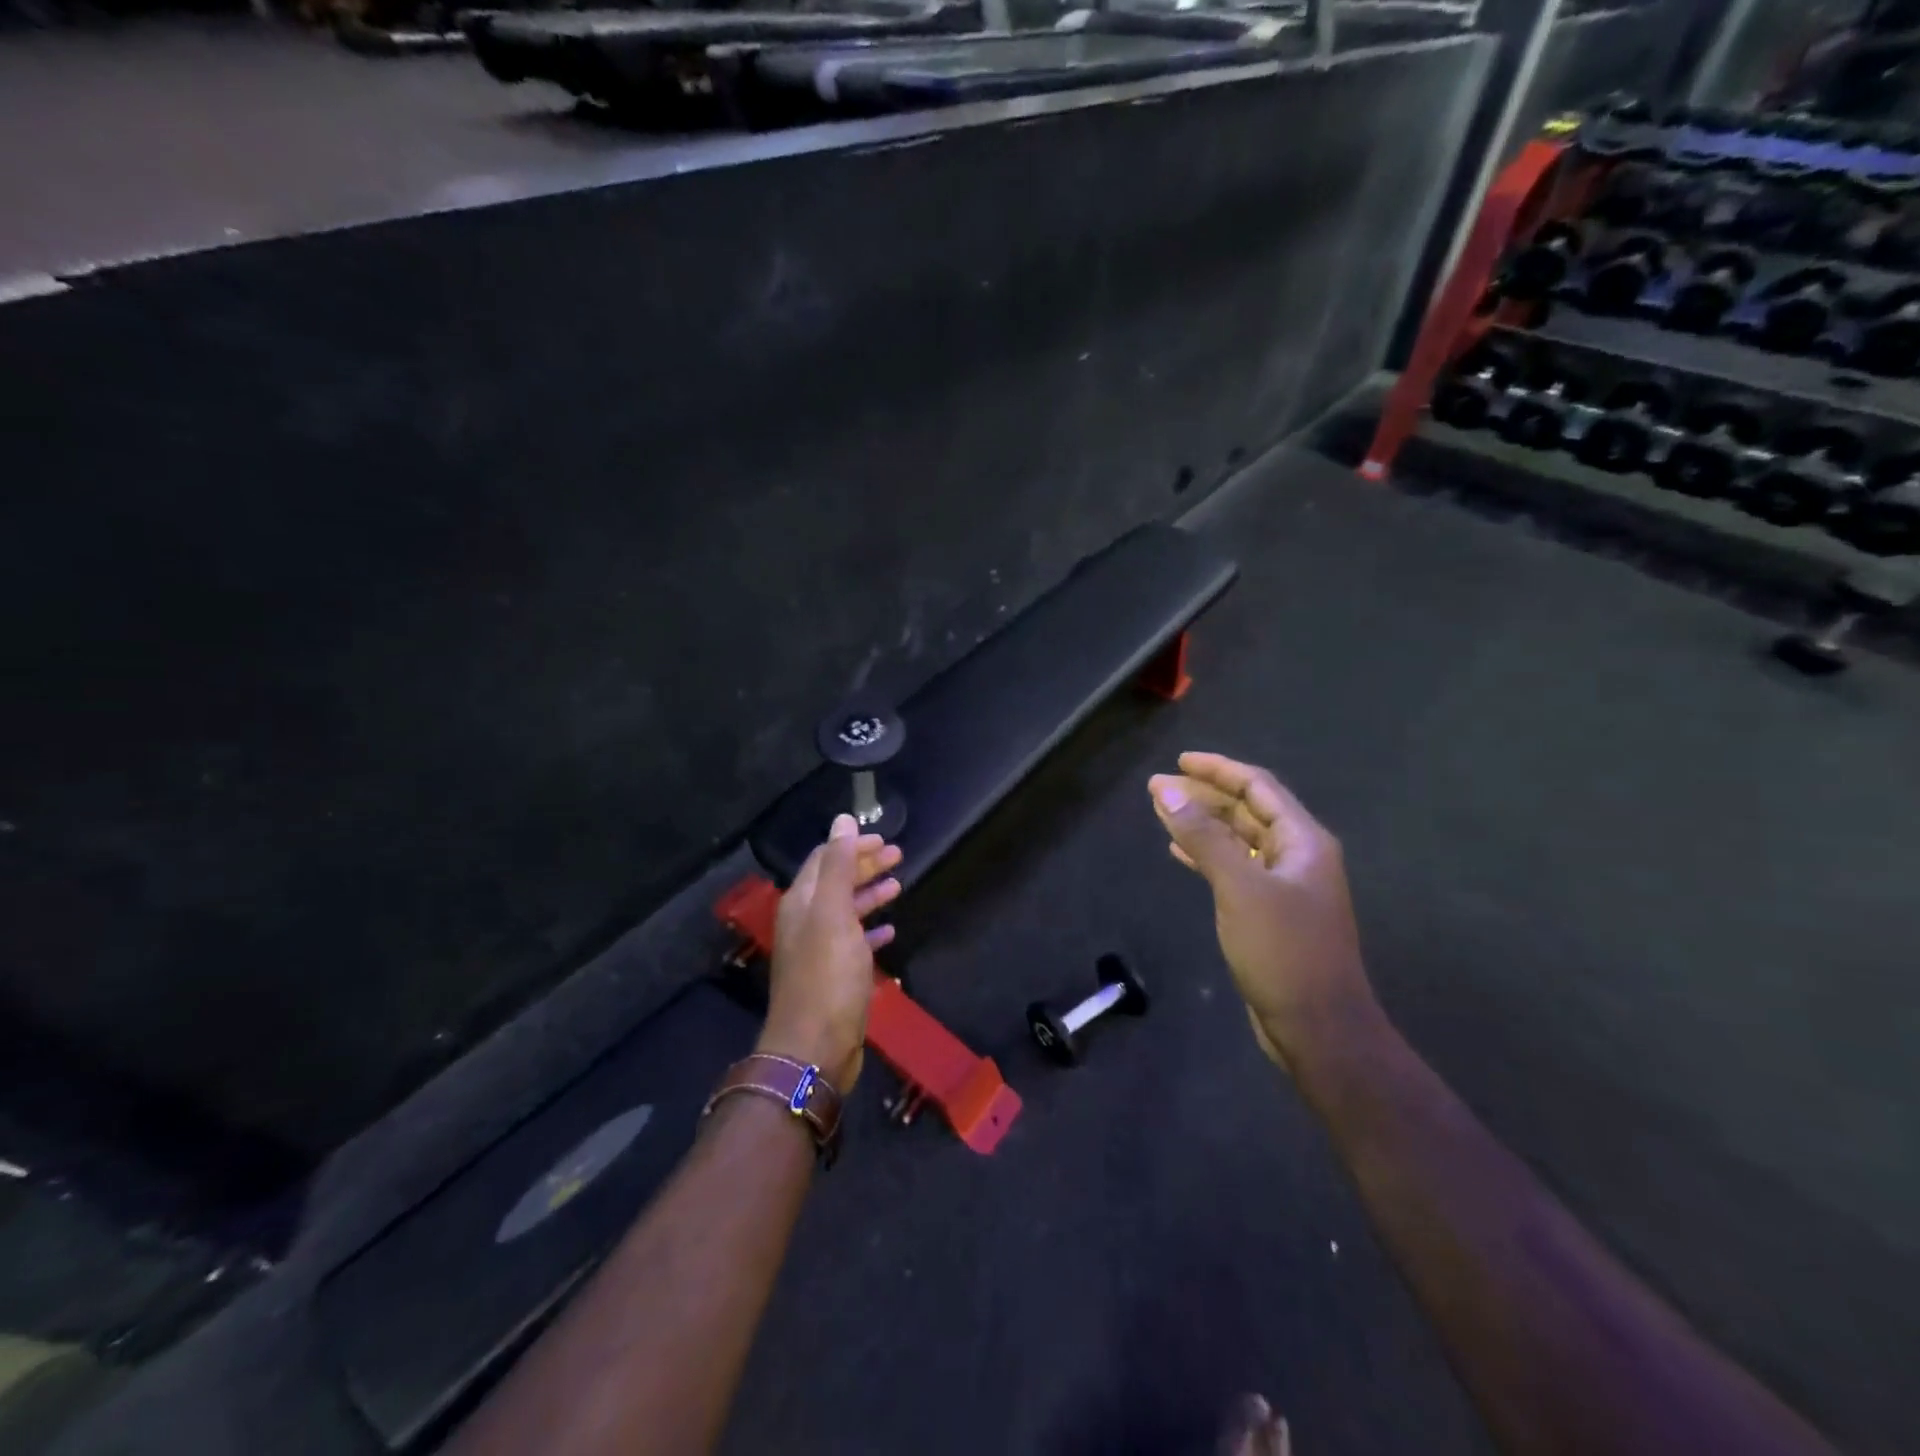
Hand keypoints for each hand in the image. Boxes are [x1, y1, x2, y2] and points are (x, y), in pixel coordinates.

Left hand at [759, 814, 902, 1089]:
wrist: (815, 1048)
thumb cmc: (827, 976)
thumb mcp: (834, 913)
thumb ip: (839, 865)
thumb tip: (842, 819)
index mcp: (802, 902)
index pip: (825, 859)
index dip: (852, 845)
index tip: (884, 838)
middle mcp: (806, 921)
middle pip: (836, 881)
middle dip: (865, 865)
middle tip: (899, 855)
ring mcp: (819, 950)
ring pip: (846, 910)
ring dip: (870, 894)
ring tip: (899, 885)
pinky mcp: (834, 976)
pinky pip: (854, 942)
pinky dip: (871, 930)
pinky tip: (890, 930)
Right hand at [1149, 752, 1377, 1071]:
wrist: (1317, 1027)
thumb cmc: (1284, 951)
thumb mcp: (1240, 887)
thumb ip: (1205, 836)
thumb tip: (1169, 791)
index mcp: (1303, 840)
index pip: (1258, 787)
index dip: (1218, 769)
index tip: (1179, 761)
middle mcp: (1297, 856)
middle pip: (1247, 810)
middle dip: (1204, 795)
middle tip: (1157, 787)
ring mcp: (1284, 886)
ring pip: (1238, 840)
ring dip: (1202, 823)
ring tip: (1162, 811)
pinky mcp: (1269, 913)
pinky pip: (1234, 868)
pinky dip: (1206, 855)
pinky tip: (1179, 851)